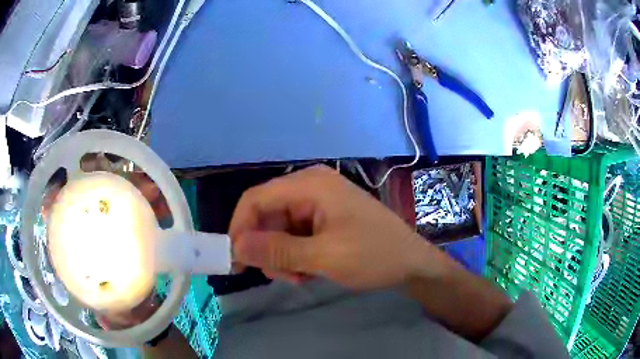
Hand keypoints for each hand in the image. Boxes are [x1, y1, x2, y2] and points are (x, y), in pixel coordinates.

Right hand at [230, 165, 440, 290]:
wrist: (413, 263)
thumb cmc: (375, 256)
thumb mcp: (325, 257)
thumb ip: (278, 251)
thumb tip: (236, 246)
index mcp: (310, 184)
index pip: (255, 199)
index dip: (240, 228)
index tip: (236, 261)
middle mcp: (310, 187)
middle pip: (267, 215)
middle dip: (267, 248)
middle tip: (281, 277)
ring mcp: (318, 203)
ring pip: (279, 229)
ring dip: (282, 256)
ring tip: (300, 277)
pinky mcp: (325, 219)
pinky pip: (295, 235)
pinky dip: (295, 256)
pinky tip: (309, 271)